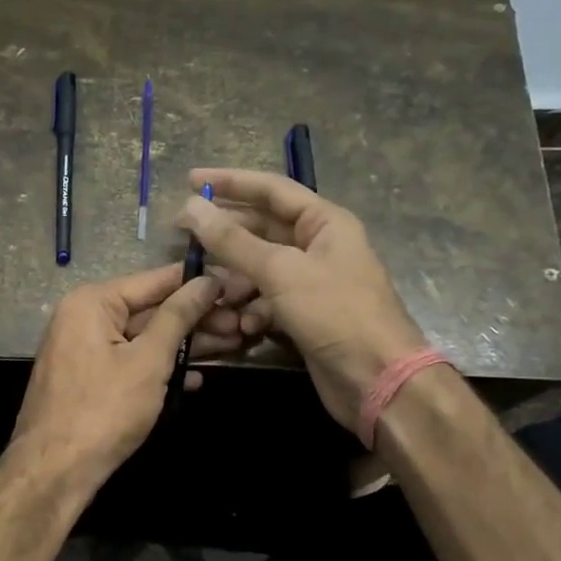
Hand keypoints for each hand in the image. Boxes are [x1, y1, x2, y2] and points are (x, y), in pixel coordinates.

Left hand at [10, 262, 244, 490]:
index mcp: (93, 302)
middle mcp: (86, 317)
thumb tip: (207, 281)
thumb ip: (179, 317)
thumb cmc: (104, 409)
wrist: (54, 471)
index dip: (201, 282)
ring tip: (236, 344)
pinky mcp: (91, 379)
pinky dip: (163, 368)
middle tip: (247, 320)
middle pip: (153, 309)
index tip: (240, 282)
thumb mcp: (148, 360)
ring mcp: (86, 350)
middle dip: (199, 318)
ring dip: (188, 344)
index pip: (157, 280)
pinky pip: (133, 362)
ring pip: (146, 338)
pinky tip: (197, 379)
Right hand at [177, 168, 427, 433]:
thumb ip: (233, 240)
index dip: (230, 182)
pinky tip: (242, 326)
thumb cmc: (335, 313)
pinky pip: (267, 301)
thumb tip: (191, 206)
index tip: (190, 180)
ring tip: (211, 293)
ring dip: (235, 281)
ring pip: (260, 268)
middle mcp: (318, 245)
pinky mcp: (304, 315)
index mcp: (324, 222)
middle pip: (262, 229)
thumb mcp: (280, 271)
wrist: (377, 380)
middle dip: (225, 236)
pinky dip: (252, 310)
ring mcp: (312, 282)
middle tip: (182, 235)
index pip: (271, 189)